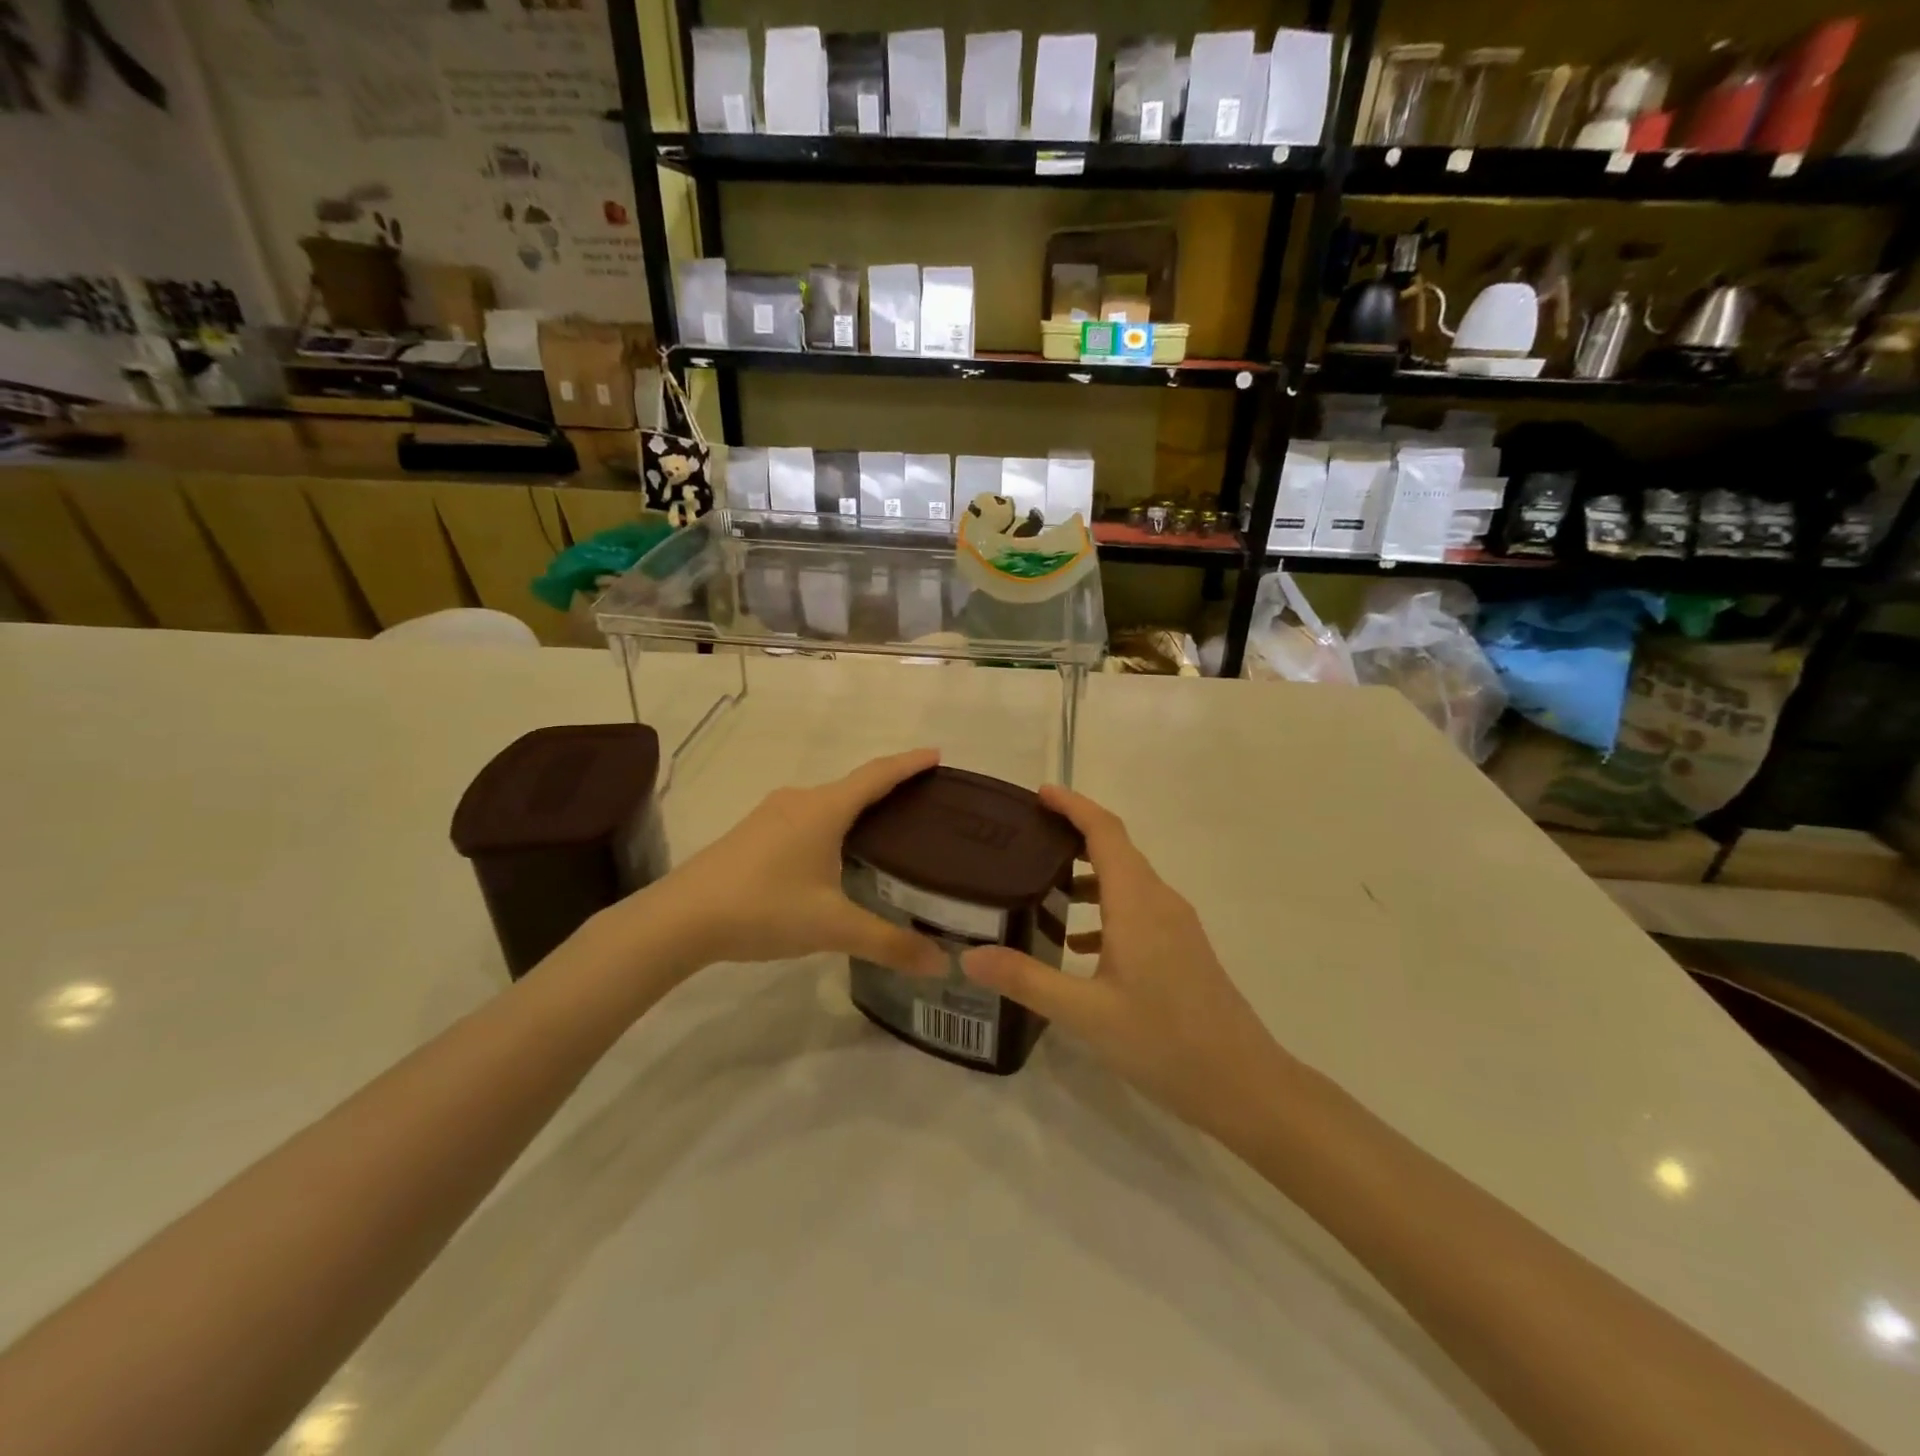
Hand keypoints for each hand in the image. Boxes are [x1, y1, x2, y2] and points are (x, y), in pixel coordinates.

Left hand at [620, 749, 948, 984]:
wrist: (679, 918)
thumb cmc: (764, 908)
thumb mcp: (832, 927)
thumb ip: (888, 943)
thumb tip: (941, 964)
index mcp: (824, 809)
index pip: (877, 775)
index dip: (910, 763)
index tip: (937, 754)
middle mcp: (800, 801)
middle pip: (853, 785)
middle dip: (888, 788)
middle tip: (922, 803)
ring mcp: (771, 815)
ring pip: (827, 803)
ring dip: (857, 808)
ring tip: (885, 829)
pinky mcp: (753, 834)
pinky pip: (806, 818)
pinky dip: (832, 824)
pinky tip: (834, 854)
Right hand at [961, 786, 1287, 1140]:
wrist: (1245, 1085)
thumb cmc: (1165, 1042)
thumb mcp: (1086, 1014)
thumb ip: (1027, 980)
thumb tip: (968, 955)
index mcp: (1138, 903)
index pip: (1104, 832)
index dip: (1073, 805)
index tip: (1038, 793)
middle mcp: (1160, 902)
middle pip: (1116, 849)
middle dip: (1073, 835)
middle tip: (1026, 838)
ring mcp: (1177, 926)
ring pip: (1127, 881)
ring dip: (1087, 875)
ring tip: (1040, 887)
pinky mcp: (1183, 949)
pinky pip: (1138, 909)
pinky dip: (1104, 909)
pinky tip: (1076, 944)